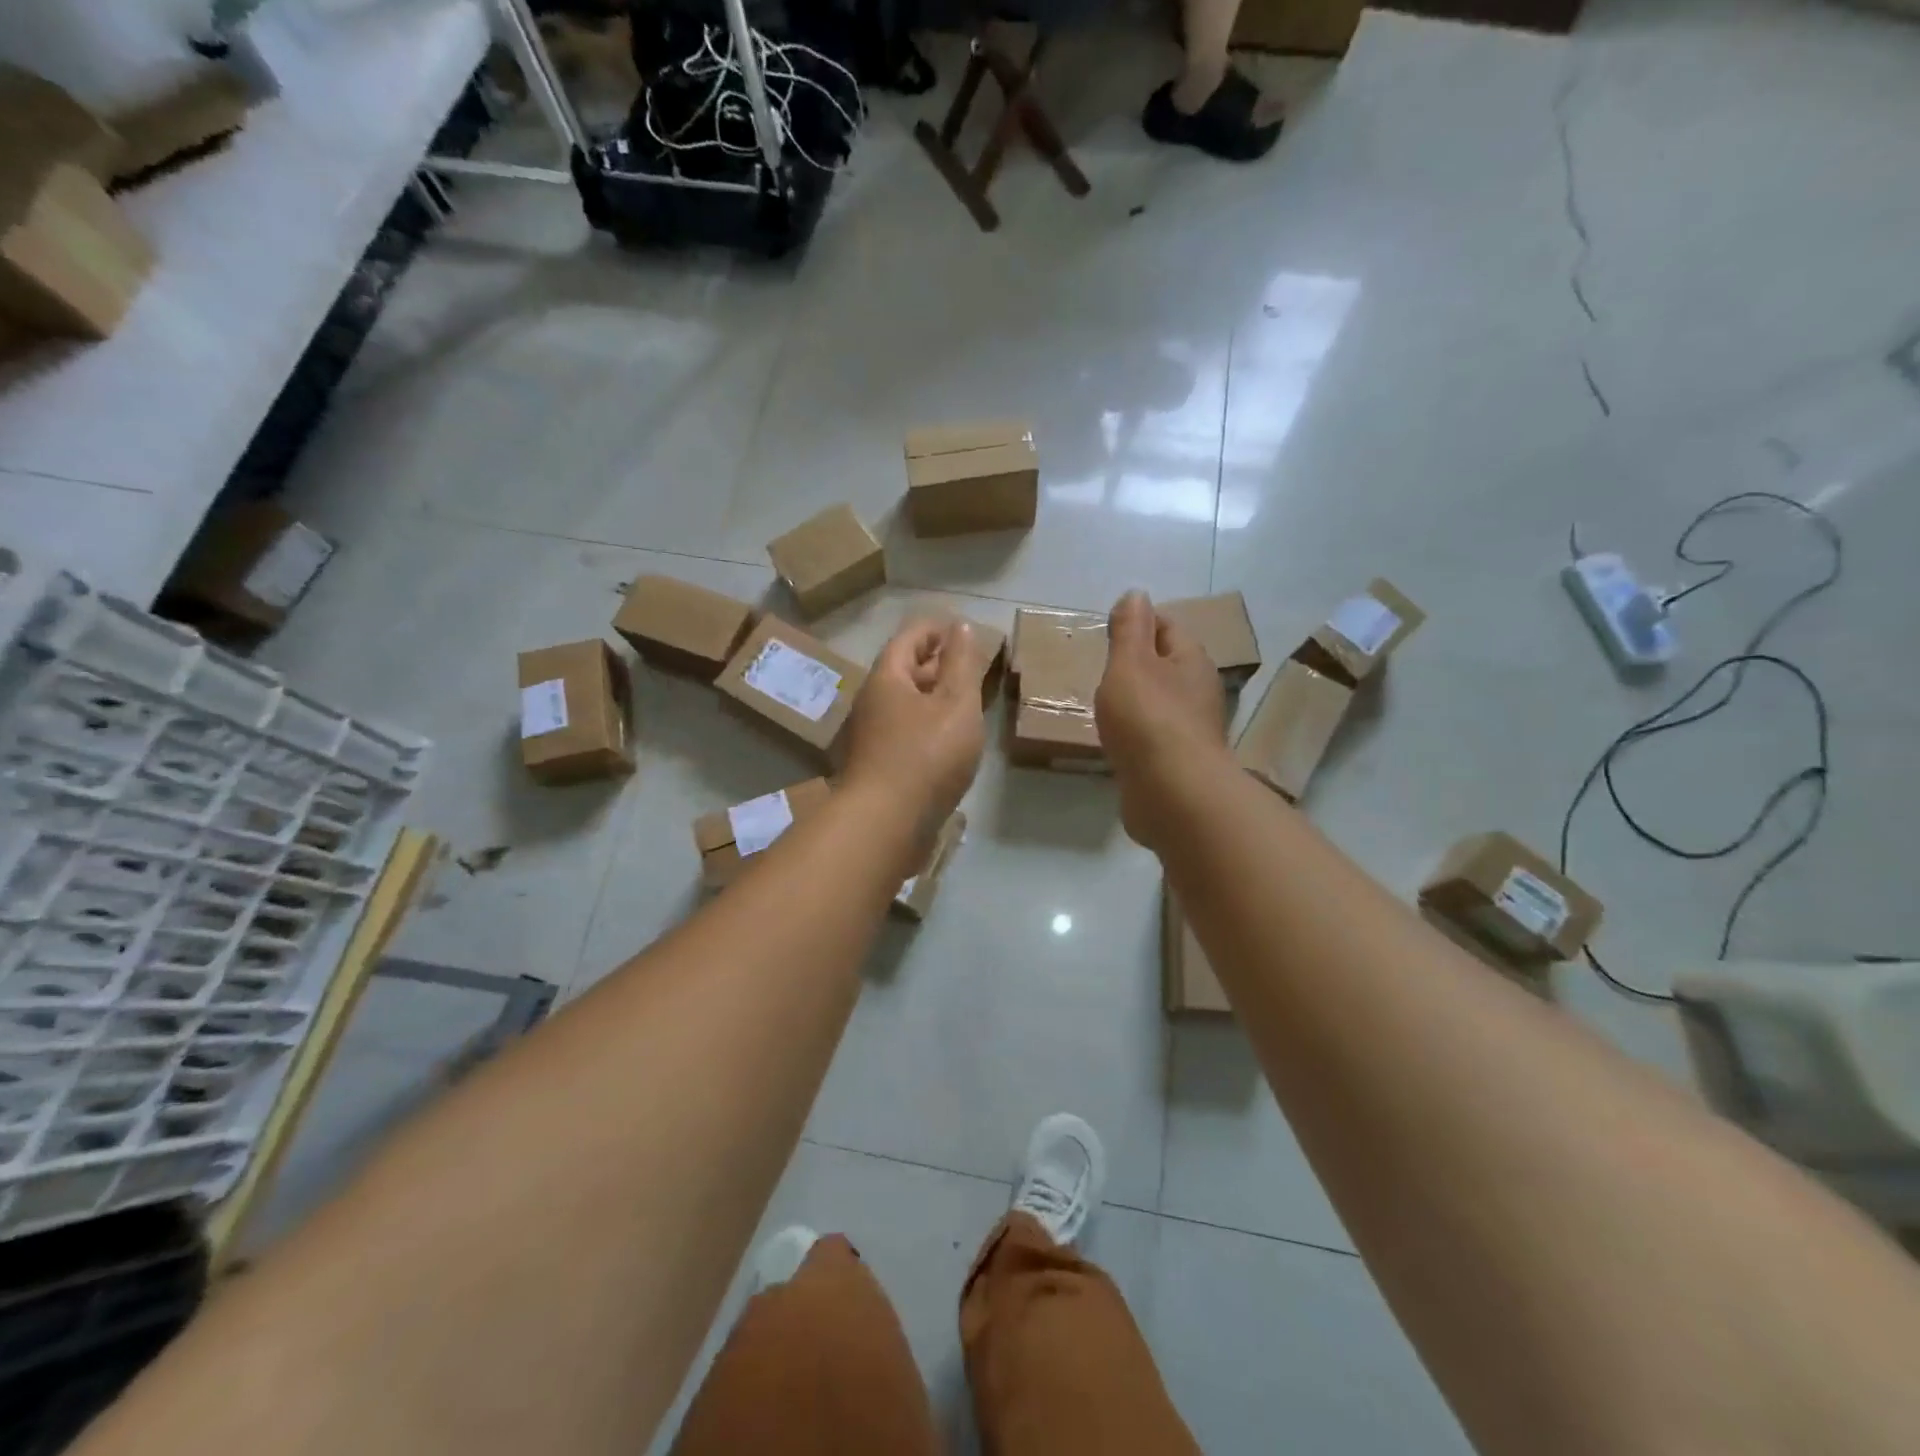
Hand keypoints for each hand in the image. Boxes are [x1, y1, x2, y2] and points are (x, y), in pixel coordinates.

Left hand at [841, 618, 989, 838]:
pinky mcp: (878, 765)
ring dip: (932, 696)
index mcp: (887, 679)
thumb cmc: (926, 756)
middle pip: (903, 670)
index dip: (935, 628)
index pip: (909, 638)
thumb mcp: (956, 703)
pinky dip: (927, 724)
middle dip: (935, 662)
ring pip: (904, 703)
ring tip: (965, 701)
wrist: (885, 823)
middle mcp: (872, 702)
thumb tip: (960, 626)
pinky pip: (905, 731)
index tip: (961, 628)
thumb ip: (961, 664)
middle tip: (969, 664)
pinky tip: (948, 740)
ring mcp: (871, 736)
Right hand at [1095, 591, 1227, 848]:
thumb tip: (1136, 594)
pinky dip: (1135, 733)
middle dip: (1136, 663)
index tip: (1107, 628)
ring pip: (1159, 703)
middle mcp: (1197, 691)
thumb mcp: (1130, 663)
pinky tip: (1115, 740)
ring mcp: (1189, 730)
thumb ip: (1130, 629)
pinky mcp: (1177, 763)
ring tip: (1102, 703)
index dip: (1139, 622)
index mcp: (1191, 661)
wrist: (1173, 794)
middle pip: (1165, 666)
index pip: (1167, 627)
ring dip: (1135, 701)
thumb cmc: (1149, 719)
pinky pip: (1152, 737)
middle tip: (1100, 666)